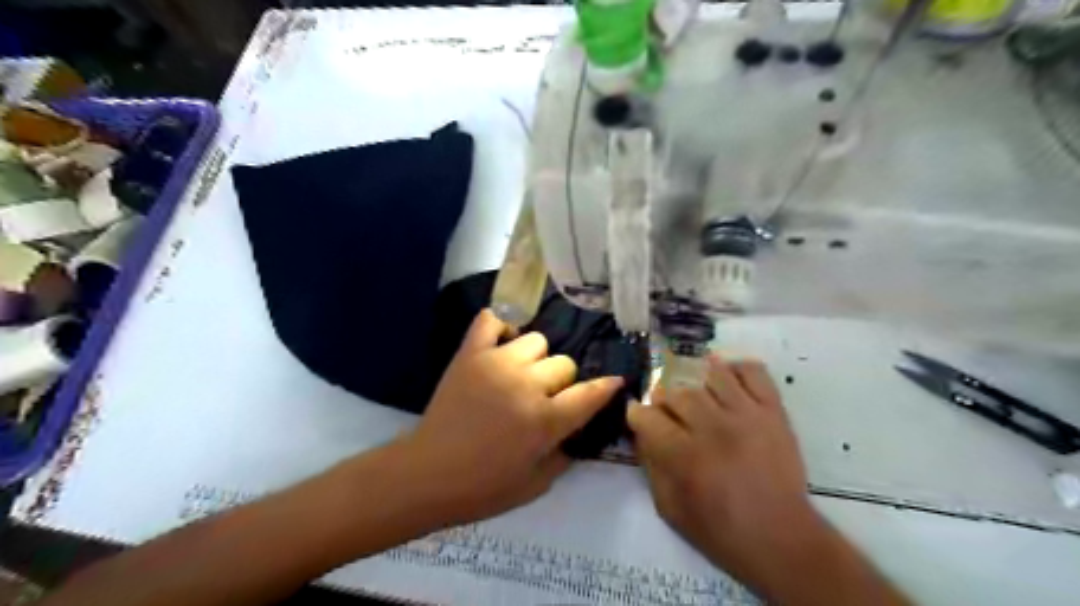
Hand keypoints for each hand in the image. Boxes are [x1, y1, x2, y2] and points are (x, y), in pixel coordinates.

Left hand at [397, 307, 620, 523]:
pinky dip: (500, 326)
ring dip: (535, 359)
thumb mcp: (537, 484)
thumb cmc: (484, 487)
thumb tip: (576, 429)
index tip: (614, 381)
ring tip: (518, 375)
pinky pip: (490, 320)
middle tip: (543, 398)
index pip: (590, 393)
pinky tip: (500, 343)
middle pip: (564, 363)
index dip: (607, 387)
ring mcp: (496, 363)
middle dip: (561, 383)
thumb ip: (565, 453)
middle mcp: (526, 385)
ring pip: (536, 340)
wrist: (427, 474)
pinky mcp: (470, 354)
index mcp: (545, 420)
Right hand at [629, 356, 814, 584]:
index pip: (646, 415)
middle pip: (677, 392)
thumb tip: (642, 433)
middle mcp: (712, 427)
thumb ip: (650, 465)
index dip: (637, 415)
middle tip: (670, 415)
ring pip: (711, 375)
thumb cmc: (719, 529)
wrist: (780, 539)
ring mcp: (746, 414)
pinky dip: (736, 368)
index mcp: (683, 454)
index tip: (640, 419)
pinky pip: (753, 372)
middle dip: (665, 401)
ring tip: (699, 399)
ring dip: (697, 384)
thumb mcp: (668, 507)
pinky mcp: (772, 411)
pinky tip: (727, 380)